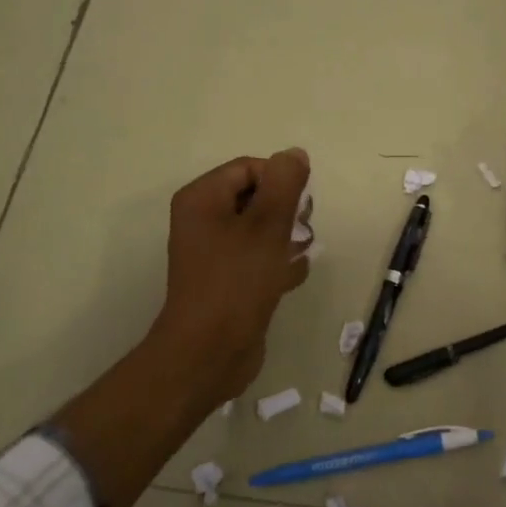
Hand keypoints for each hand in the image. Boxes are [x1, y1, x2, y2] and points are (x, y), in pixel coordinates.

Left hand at [148, 148, 311, 408]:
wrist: (209, 353)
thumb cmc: (237, 281)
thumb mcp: (267, 225)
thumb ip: (284, 184)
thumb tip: (294, 154)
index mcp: (202, 199)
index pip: (250, 168)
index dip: (281, 182)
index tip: (300, 208)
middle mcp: (203, 220)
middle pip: (256, 196)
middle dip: (286, 210)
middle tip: (302, 231)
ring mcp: (213, 252)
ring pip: (260, 229)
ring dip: (286, 237)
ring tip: (301, 253)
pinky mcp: (226, 280)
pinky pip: (257, 258)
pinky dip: (277, 262)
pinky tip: (293, 276)